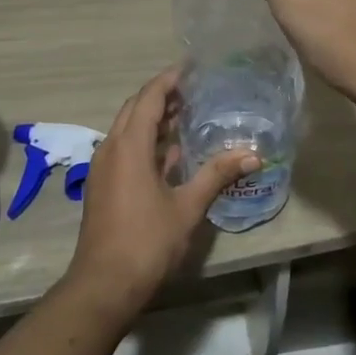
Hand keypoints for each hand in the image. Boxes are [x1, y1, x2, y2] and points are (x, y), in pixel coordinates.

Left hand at [62, 69, 259, 320]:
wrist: (103, 286)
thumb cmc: (146, 242)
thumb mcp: (187, 207)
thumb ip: (217, 175)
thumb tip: (253, 154)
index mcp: (129, 146)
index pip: (148, 97)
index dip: (169, 79)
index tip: (191, 68)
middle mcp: (111, 149)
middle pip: (135, 108)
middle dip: (161, 96)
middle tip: (193, 89)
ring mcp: (104, 168)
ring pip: (128, 129)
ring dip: (153, 118)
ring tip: (186, 114)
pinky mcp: (104, 186)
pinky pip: (125, 149)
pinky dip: (146, 141)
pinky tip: (171, 153)